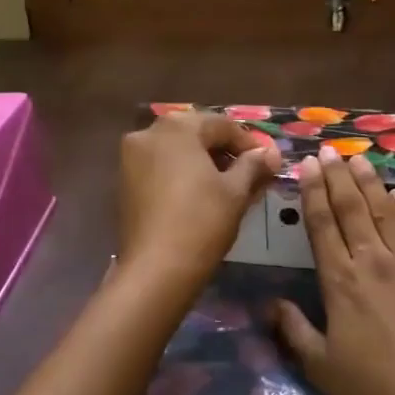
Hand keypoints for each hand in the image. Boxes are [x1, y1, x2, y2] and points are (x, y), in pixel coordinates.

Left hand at [118, 112, 280, 289]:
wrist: (156, 269)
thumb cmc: (202, 222)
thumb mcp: (235, 191)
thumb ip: (254, 165)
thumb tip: (270, 153)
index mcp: (177, 128)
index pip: (222, 125)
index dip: (249, 143)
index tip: (269, 162)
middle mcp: (148, 133)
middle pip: (196, 134)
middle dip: (224, 151)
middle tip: (250, 173)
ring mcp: (131, 158)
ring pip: (176, 151)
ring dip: (203, 162)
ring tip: (228, 186)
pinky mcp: (124, 183)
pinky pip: (160, 168)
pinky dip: (182, 174)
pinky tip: (200, 195)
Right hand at [274, 146, 394, 394]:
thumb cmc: (373, 389)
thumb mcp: (320, 366)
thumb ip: (294, 331)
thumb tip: (273, 303)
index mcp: (340, 281)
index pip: (322, 224)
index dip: (313, 191)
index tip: (307, 164)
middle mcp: (374, 261)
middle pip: (352, 209)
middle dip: (338, 176)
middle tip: (330, 150)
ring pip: (387, 212)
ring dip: (371, 183)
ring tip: (360, 160)